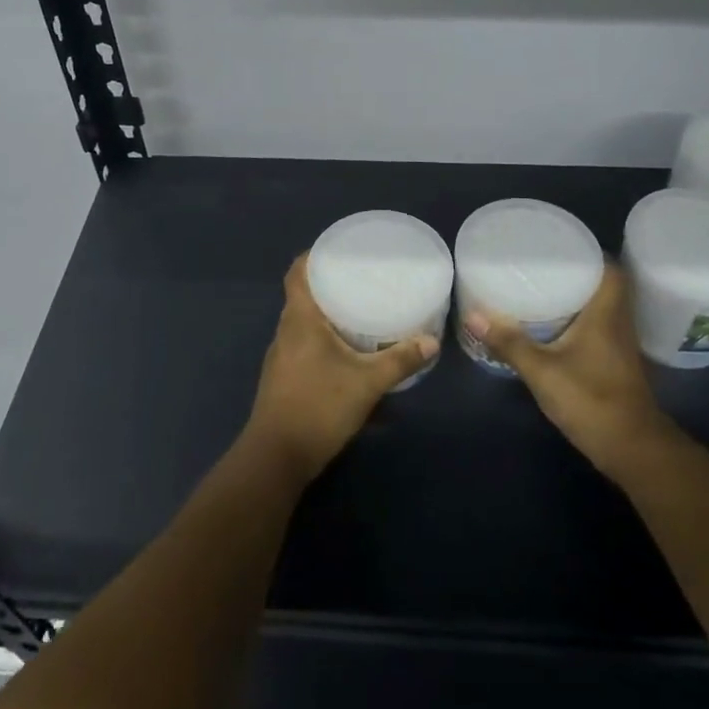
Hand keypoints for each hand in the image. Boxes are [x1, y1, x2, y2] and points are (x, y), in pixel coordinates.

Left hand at [245, 254, 438, 483]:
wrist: (277, 457)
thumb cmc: (318, 407)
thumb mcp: (367, 383)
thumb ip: (400, 360)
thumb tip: (432, 341)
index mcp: (299, 319)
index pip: (297, 272)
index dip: (313, 256)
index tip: (338, 250)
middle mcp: (285, 331)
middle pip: (302, 295)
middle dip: (328, 284)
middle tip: (361, 278)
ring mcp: (281, 356)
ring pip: (303, 322)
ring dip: (326, 313)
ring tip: (358, 309)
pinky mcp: (283, 377)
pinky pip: (303, 344)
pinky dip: (322, 338)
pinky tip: (345, 350)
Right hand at [465, 264, 672, 484]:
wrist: (633, 449)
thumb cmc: (592, 400)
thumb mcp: (543, 371)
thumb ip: (510, 343)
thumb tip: (474, 315)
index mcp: (607, 313)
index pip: (610, 268)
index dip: (590, 253)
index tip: (561, 245)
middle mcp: (619, 322)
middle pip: (605, 286)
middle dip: (578, 273)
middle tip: (544, 265)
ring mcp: (621, 345)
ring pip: (602, 308)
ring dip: (580, 297)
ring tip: (544, 289)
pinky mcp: (616, 364)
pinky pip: (599, 328)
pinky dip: (580, 321)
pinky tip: (556, 327)